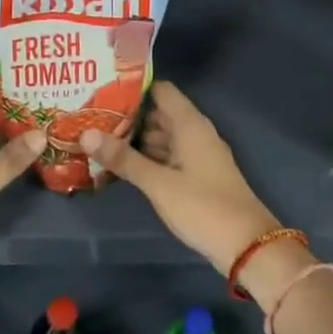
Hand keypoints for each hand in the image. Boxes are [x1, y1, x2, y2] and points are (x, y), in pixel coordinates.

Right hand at [81, 82, 282, 276]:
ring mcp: (198, 156)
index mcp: (190, 125)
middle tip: (91, 116)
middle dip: (128, 115)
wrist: (246, 245)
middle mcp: (195, 133)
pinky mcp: (197, 176)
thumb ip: (123, 159)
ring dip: (136, 138)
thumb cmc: (202, 207)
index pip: (161, 91)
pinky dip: (148, 157)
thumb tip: (86, 133)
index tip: (101, 90)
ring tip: (99, 138)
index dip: (133, 88)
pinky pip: (168, 156)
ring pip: (163, 137)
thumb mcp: (158, 183)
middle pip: (159, 113)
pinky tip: (123, 165)